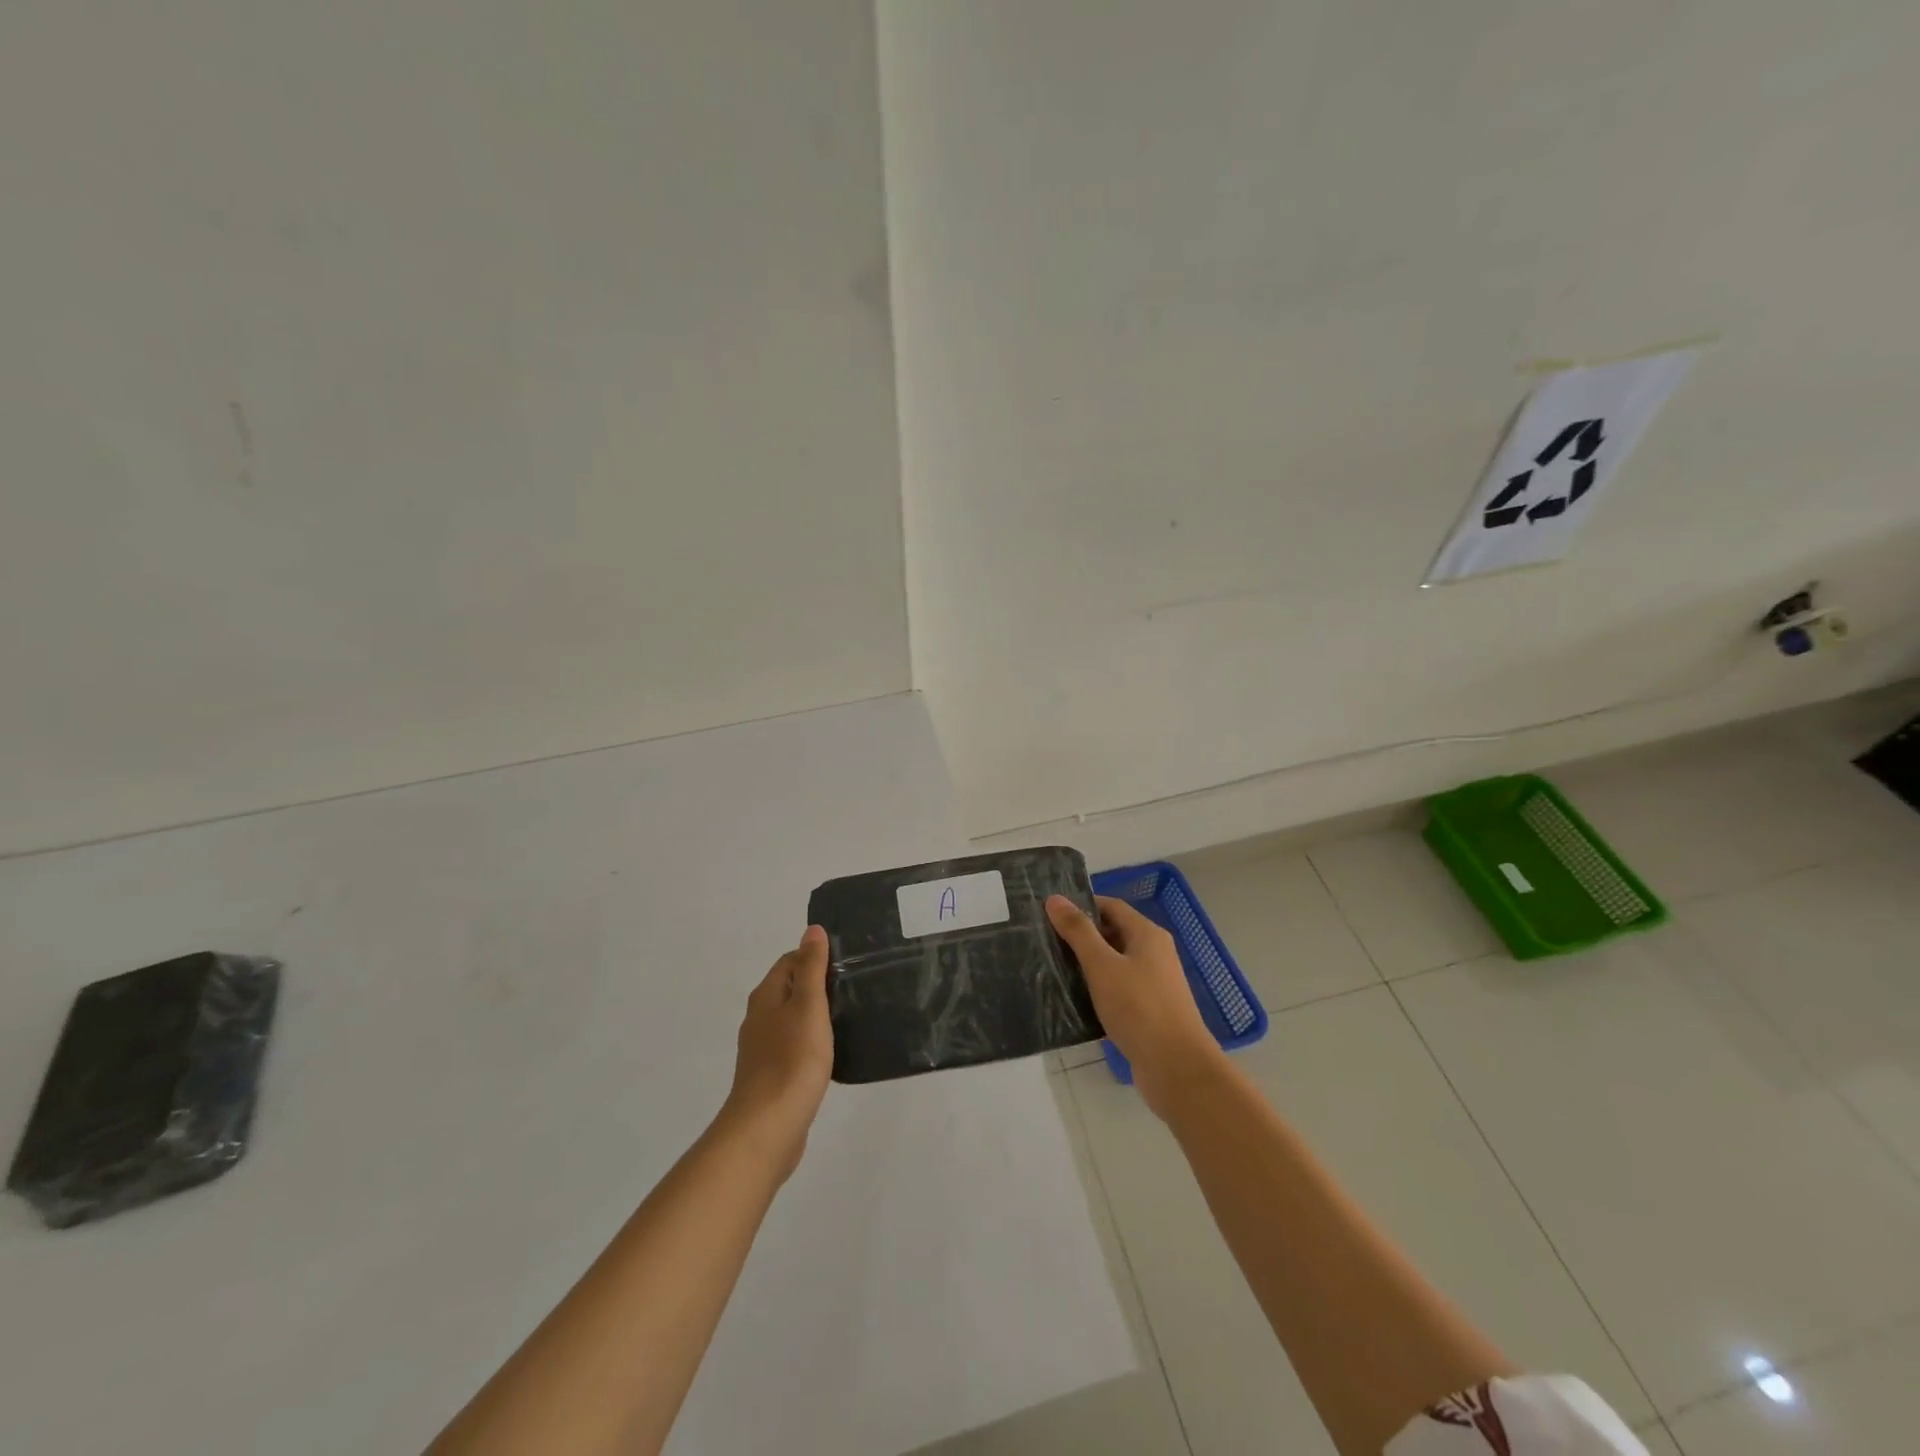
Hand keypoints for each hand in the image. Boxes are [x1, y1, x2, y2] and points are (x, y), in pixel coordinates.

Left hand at [718, 926, 834, 1181]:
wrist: (768, 1128)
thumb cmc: (792, 1059)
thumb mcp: (808, 1005)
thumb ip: (811, 968)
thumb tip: (812, 930)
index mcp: (766, 996)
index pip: (790, 961)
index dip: (816, 957)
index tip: (848, 964)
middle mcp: (760, 1018)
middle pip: (791, 988)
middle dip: (819, 985)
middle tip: (855, 988)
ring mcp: (763, 1049)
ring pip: (793, 1018)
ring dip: (817, 1015)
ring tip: (850, 1017)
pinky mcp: (772, 1075)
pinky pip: (795, 1046)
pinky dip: (813, 1042)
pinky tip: (833, 1052)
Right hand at [1047, 894, 1225, 1119]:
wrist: (1176, 1068)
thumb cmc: (1139, 1008)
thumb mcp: (1102, 965)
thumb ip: (1078, 931)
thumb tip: (1054, 898)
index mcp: (1147, 935)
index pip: (1111, 906)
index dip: (1082, 906)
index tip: (1050, 913)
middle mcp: (1154, 954)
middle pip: (1113, 934)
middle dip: (1082, 936)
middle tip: (1046, 941)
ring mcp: (1153, 984)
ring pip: (1114, 964)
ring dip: (1088, 966)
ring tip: (1053, 969)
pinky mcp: (1149, 1011)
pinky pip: (1118, 990)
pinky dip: (1098, 990)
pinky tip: (1074, 1001)